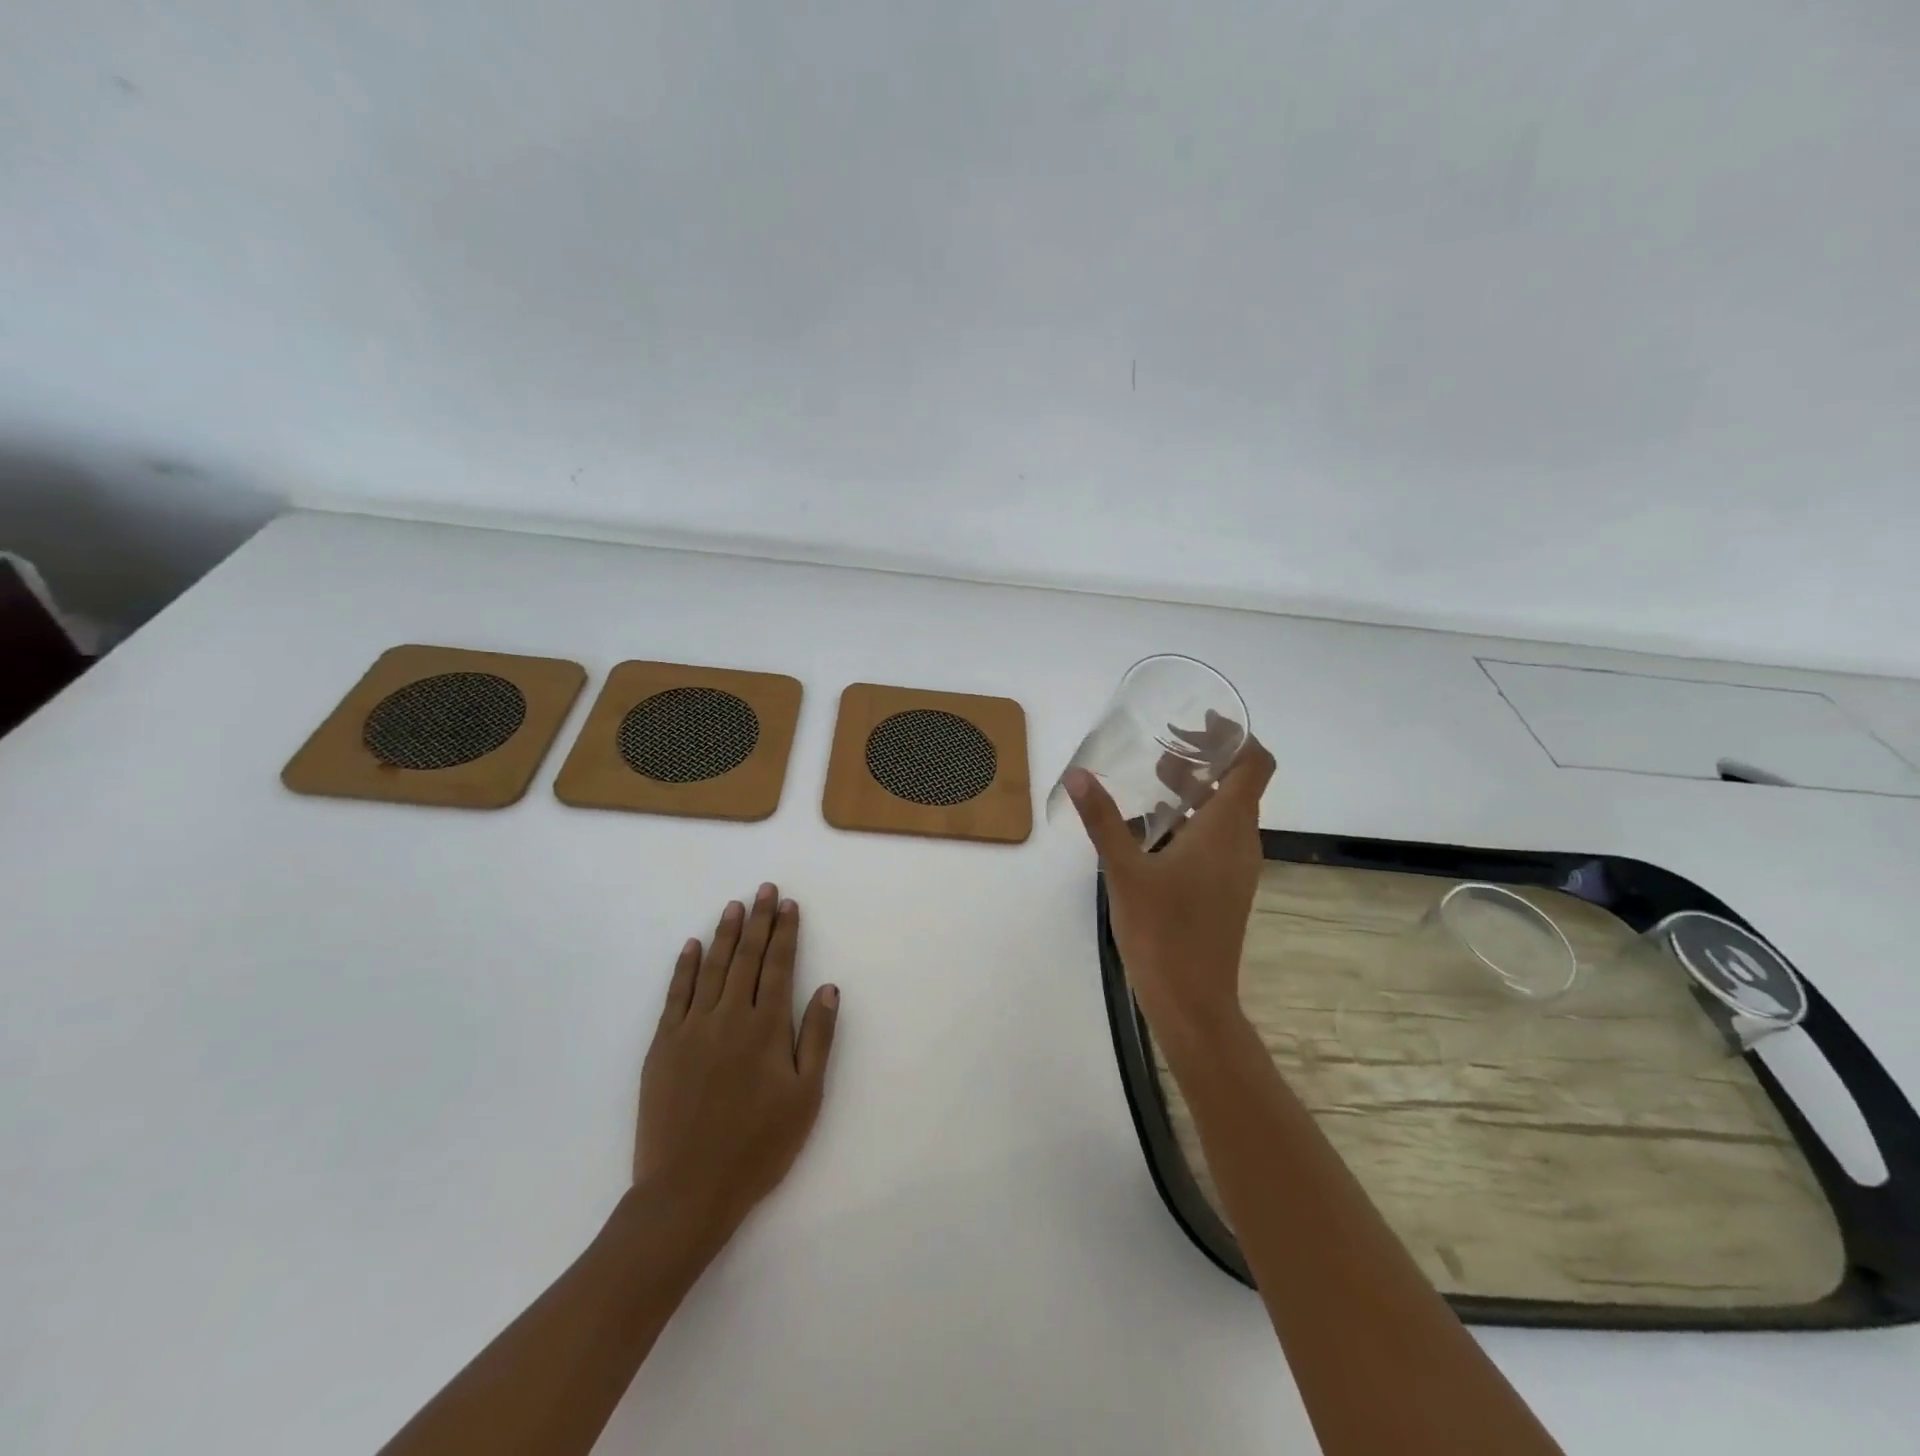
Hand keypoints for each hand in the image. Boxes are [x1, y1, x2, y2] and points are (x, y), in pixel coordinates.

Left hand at [636, 884, 838, 1244]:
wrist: (688, 1190)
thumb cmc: (758, 1147)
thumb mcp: (805, 1098)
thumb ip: (817, 1038)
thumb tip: (827, 988)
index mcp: (766, 1028)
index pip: (778, 966)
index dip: (785, 933)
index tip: (789, 905)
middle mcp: (730, 1017)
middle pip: (746, 958)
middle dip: (758, 920)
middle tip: (763, 889)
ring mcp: (692, 1028)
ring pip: (711, 968)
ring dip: (724, 934)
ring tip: (734, 906)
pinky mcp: (663, 1046)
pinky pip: (676, 995)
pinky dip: (684, 967)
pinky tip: (691, 946)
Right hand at [1066, 740, 1274, 1048]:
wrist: (1192, 1000)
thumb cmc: (1162, 931)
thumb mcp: (1124, 870)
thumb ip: (1103, 819)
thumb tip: (1078, 774)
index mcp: (1227, 828)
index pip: (1255, 764)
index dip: (1236, 736)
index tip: (1200, 720)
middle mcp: (1242, 841)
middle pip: (1239, 783)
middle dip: (1205, 758)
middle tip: (1163, 745)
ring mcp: (1237, 867)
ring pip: (1227, 811)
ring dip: (1198, 788)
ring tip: (1155, 778)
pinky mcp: (1226, 887)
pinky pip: (1219, 836)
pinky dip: (1195, 816)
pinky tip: (1155, 828)